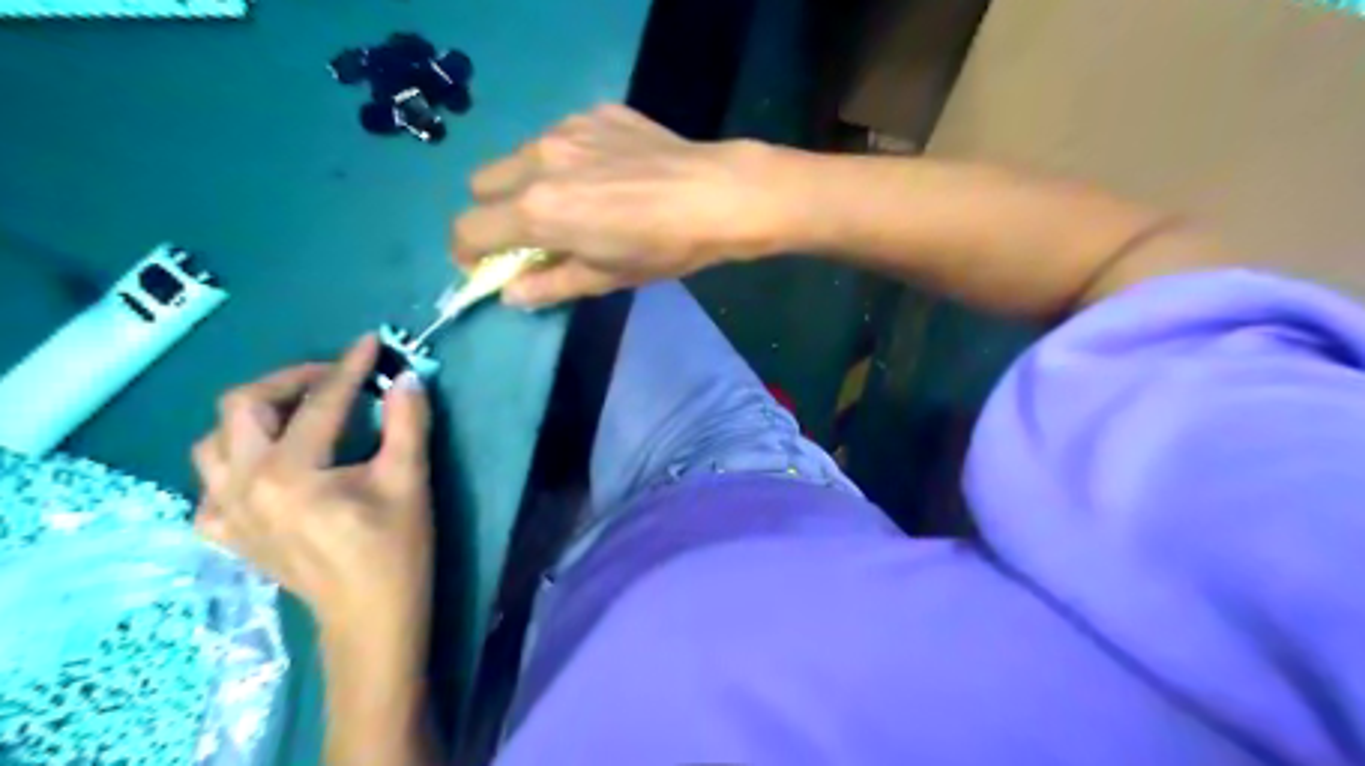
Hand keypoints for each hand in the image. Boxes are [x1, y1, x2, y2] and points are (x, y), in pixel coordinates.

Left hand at [188, 335, 429, 652]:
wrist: (370, 615)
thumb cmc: (395, 549)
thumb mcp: (409, 480)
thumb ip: (407, 422)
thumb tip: (406, 377)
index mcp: (290, 474)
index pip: (320, 403)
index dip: (350, 367)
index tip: (370, 342)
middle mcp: (242, 486)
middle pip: (243, 406)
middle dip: (290, 380)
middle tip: (334, 379)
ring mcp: (223, 512)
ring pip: (216, 439)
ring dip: (256, 415)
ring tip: (300, 413)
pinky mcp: (225, 531)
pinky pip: (212, 479)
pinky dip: (238, 458)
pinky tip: (272, 464)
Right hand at [453, 105, 784, 308]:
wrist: (717, 195)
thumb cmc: (662, 248)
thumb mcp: (605, 278)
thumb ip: (549, 285)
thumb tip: (510, 295)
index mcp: (538, 210)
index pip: (469, 228)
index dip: (466, 252)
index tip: (483, 265)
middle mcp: (539, 162)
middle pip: (480, 184)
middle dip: (491, 212)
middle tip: (526, 233)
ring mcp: (565, 130)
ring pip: (517, 156)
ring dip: (524, 183)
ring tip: (569, 200)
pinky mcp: (593, 113)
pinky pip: (557, 137)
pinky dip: (562, 160)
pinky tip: (603, 174)